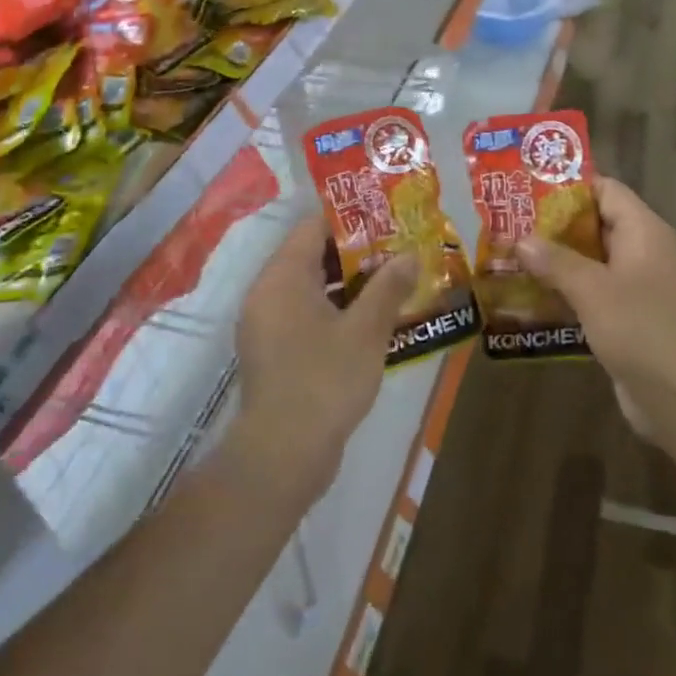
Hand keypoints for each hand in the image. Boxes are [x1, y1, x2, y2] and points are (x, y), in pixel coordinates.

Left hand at [233, 217, 413, 500]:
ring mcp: (266, 325)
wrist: (282, 456)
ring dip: (348, 284)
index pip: (313, 227)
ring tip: (391, 283)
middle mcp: (267, 293)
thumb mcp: (366, 331)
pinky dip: (334, 311)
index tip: (387, 220)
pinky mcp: (272, 352)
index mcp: (283, 276)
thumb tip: (410, 254)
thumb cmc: (325, 381)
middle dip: (356, 253)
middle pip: (311, 255)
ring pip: (310, 288)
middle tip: (397, 252)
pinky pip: (304, 315)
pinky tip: (370, 323)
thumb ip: (388, 287)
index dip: (351, 220)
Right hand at [516, 178, 675, 428]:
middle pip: (593, 223)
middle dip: (551, 224)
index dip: (567, 186)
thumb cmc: (641, 330)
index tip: (525, 189)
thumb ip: (555, 261)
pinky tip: (527, 295)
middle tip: (507, 224)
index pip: (604, 189)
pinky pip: (590, 290)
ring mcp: (634, 285)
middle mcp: (641, 250)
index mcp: (643, 231)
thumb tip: (521, 240)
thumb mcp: (593, 290)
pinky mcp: (625, 315)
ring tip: (508, 256)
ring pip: (588, 259)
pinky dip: (563, 289)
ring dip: (553, 260)